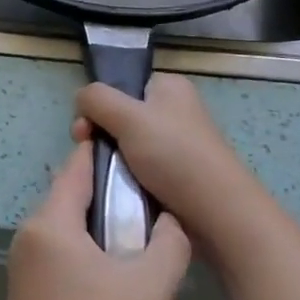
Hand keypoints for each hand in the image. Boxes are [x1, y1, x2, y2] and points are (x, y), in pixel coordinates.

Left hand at [0, 143, 190, 299]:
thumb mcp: (150, 287)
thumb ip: (170, 242)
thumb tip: (169, 219)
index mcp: (51, 223)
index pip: (79, 166)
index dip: (112, 155)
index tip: (146, 157)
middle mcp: (32, 239)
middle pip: (86, 210)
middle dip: (129, 227)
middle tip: (166, 245)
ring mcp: (29, 272)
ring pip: (86, 251)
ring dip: (126, 269)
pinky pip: (75, 278)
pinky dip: (107, 290)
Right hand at [73, 73, 285, 277]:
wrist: (218, 213)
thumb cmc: (175, 155)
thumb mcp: (129, 117)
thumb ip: (97, 99)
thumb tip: (80, 99)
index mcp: (169, 87)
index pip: (121, 85)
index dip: (98, 105)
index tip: (84, 131)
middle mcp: (173, 111)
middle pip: (119, 116)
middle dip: (99, 136)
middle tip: (88, 156)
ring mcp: (175, 144)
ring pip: (126, 146)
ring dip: (110, 161)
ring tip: (100, 179)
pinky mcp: (175, 175)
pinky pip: (138, 170)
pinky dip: (125, 179)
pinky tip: (117, 192)